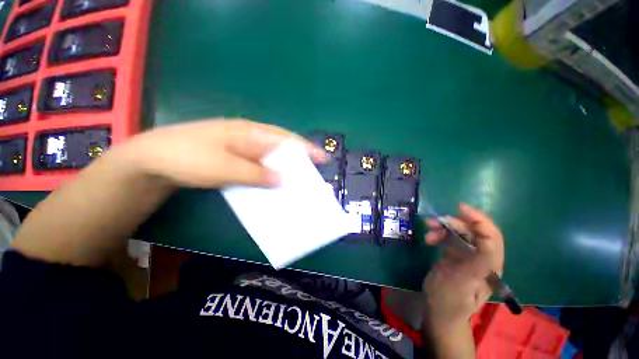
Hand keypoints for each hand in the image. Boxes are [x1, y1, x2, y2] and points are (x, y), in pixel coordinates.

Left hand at [120, 119, 325, 187]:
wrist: (153, 160)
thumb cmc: (187, 157)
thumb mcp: (223, 167)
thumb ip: (255, 173)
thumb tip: (283, 179)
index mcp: (249, 132)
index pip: (285, 138)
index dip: (305, 148)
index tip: (322, 158)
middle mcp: (249, 137)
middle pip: (281, 147)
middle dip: (299, 159)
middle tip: (313, 173)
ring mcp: (242, 147)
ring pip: (271, 157)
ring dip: (284, 168)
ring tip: (298, 180)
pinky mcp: (236, 158)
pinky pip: (260, 165)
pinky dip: (270, 174)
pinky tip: (273, 183)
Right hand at [422, 203, 504, 329]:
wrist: (437, 310)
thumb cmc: (449, 300)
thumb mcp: (462, 284)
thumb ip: (478, 263)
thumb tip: (487, 240)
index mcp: (490, 266)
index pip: (492, 237)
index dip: (480, 220)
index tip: (461, 207)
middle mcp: (483, 258)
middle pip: (474, 231)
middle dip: (454, 223)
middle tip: (434, 220)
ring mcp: (469, 255)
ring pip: (460, 232)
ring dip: (444, 227)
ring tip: (428, 228)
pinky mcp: (457, 254)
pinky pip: (450, 237)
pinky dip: (439, 233)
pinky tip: (429, 237)